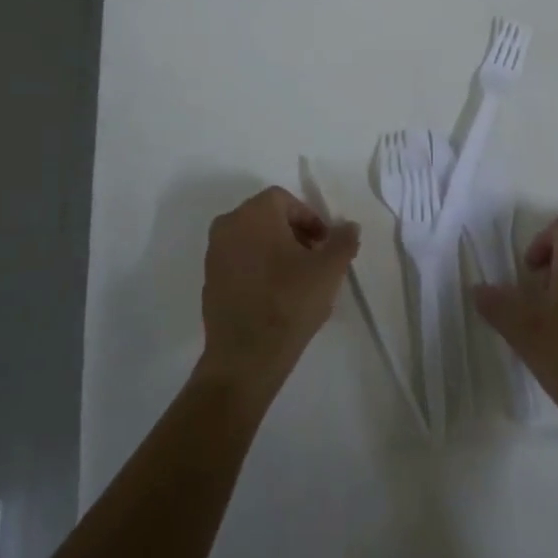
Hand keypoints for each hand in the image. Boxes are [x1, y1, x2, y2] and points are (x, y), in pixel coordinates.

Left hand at [199, 186, 359, 398]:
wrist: (246, 356)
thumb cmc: (290, 302)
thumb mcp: (329, 270)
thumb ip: (343, 241)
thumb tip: (349, 226)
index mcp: (254, 214)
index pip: (285, 200)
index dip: (310, 218)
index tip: (325, 244)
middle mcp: (228, 225)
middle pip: (266, 217)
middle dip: (294, 233)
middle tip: (315, 259)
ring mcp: (214, 254)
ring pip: (252, 239)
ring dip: (276, 250)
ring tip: (298, 279)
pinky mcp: (209, 280)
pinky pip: (239, 261)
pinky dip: (258, 267)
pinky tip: (275, 294)